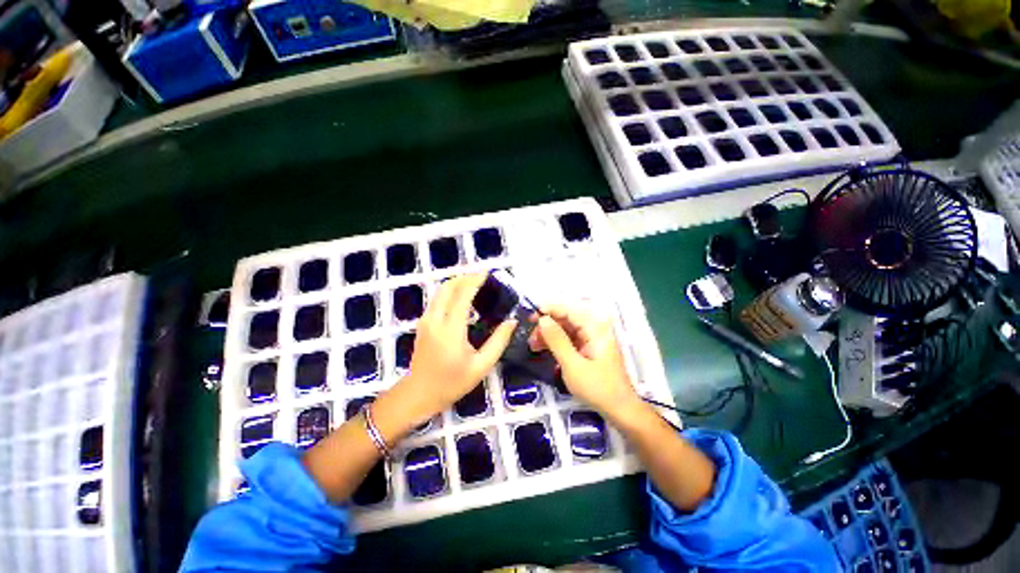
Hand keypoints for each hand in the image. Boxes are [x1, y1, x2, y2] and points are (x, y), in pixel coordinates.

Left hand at [397, 274, 516, 420]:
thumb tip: (512, 322)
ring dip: (457, 282)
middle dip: (465, 277)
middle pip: (448, 287)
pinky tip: (462, 297)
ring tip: (474, 283)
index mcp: (451, 331)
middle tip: (482, 276)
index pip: (462, 296)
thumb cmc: (452, 383)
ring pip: (440, 291)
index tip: (487, 273)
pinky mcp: (422, 322)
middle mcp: (435, 320)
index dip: (475, 281)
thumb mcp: (481, 366)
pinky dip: (450, 291)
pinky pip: (437, 299)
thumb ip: (498, 342)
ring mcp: (426, 320)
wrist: (418, 394)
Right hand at [531, 305, 639, 417]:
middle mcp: (594, 330)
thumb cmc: (598, 388)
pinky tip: (543, 350)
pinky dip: (556, 344)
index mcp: (595, 329)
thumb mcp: (573, 365)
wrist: (620, 410)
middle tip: (530, 336)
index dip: (549, 309)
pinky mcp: (588, 350)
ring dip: (549, 335)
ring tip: (533, 345)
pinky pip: (569, 340)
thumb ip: (557, 340)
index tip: (530, 316)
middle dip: (547, 325)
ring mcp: (591, 340)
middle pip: (566, 319)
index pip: (569, 310)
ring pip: (566, 329)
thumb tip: (542, 319)